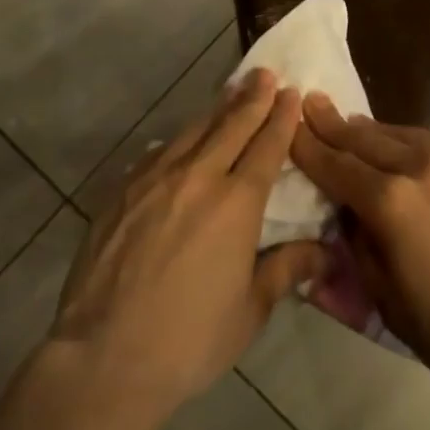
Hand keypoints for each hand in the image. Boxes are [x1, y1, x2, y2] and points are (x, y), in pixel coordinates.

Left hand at [48, 70, 325, 425]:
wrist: (104, 356)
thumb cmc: (189, 340)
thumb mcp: (249, 311)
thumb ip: (285, 269)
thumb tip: (324, 252)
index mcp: (236, 203)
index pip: (266, 146)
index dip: (280, 117)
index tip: (290, 92)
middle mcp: (197, 177)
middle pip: (231, 125)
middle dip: (252, 97)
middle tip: (264, 74)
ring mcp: (154, 179)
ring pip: (192, 131)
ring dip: (216, 109)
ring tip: (230, 92)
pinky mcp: (121, 190)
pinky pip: (157, 152)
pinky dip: (178, 139)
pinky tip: (180, 140)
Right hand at [292, 94, 429, 411]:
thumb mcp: (391, 305)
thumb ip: (363, 251)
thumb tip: (349, 219)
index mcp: (390, 203)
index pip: (336, 166)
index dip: (309, 147)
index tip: (290, 126)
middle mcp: (421, 169)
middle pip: (367, 140)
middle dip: (335, 124)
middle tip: (314, 103)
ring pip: (407, 135)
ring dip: (378, 132)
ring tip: (360, 126)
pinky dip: (428, 145)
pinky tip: (427, 152)